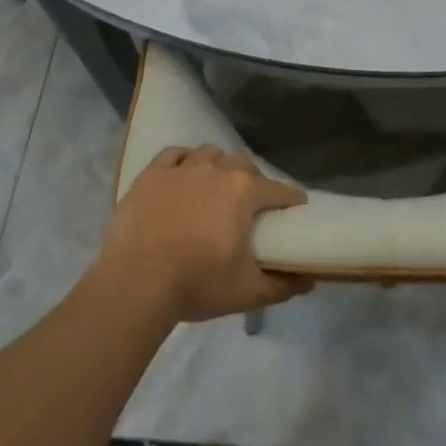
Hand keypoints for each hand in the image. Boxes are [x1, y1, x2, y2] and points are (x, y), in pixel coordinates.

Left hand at [97, 146, 311, 323]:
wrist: (136, 284)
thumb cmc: (197, 284)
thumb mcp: (247, 292)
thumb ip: (282, 285)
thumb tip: (309, 281)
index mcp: (244, 191)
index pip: (278, 190)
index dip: (291, 199)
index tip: (296, 208)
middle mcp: (217, 169)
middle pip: (244, 164)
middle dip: (252, 180)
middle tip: (248, 205)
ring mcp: (182, 168)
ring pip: (210, 153)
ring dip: (218, 166)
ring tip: (214, 187)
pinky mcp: (151, 174)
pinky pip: (174, 154)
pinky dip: (183, 160)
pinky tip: (182, 175)